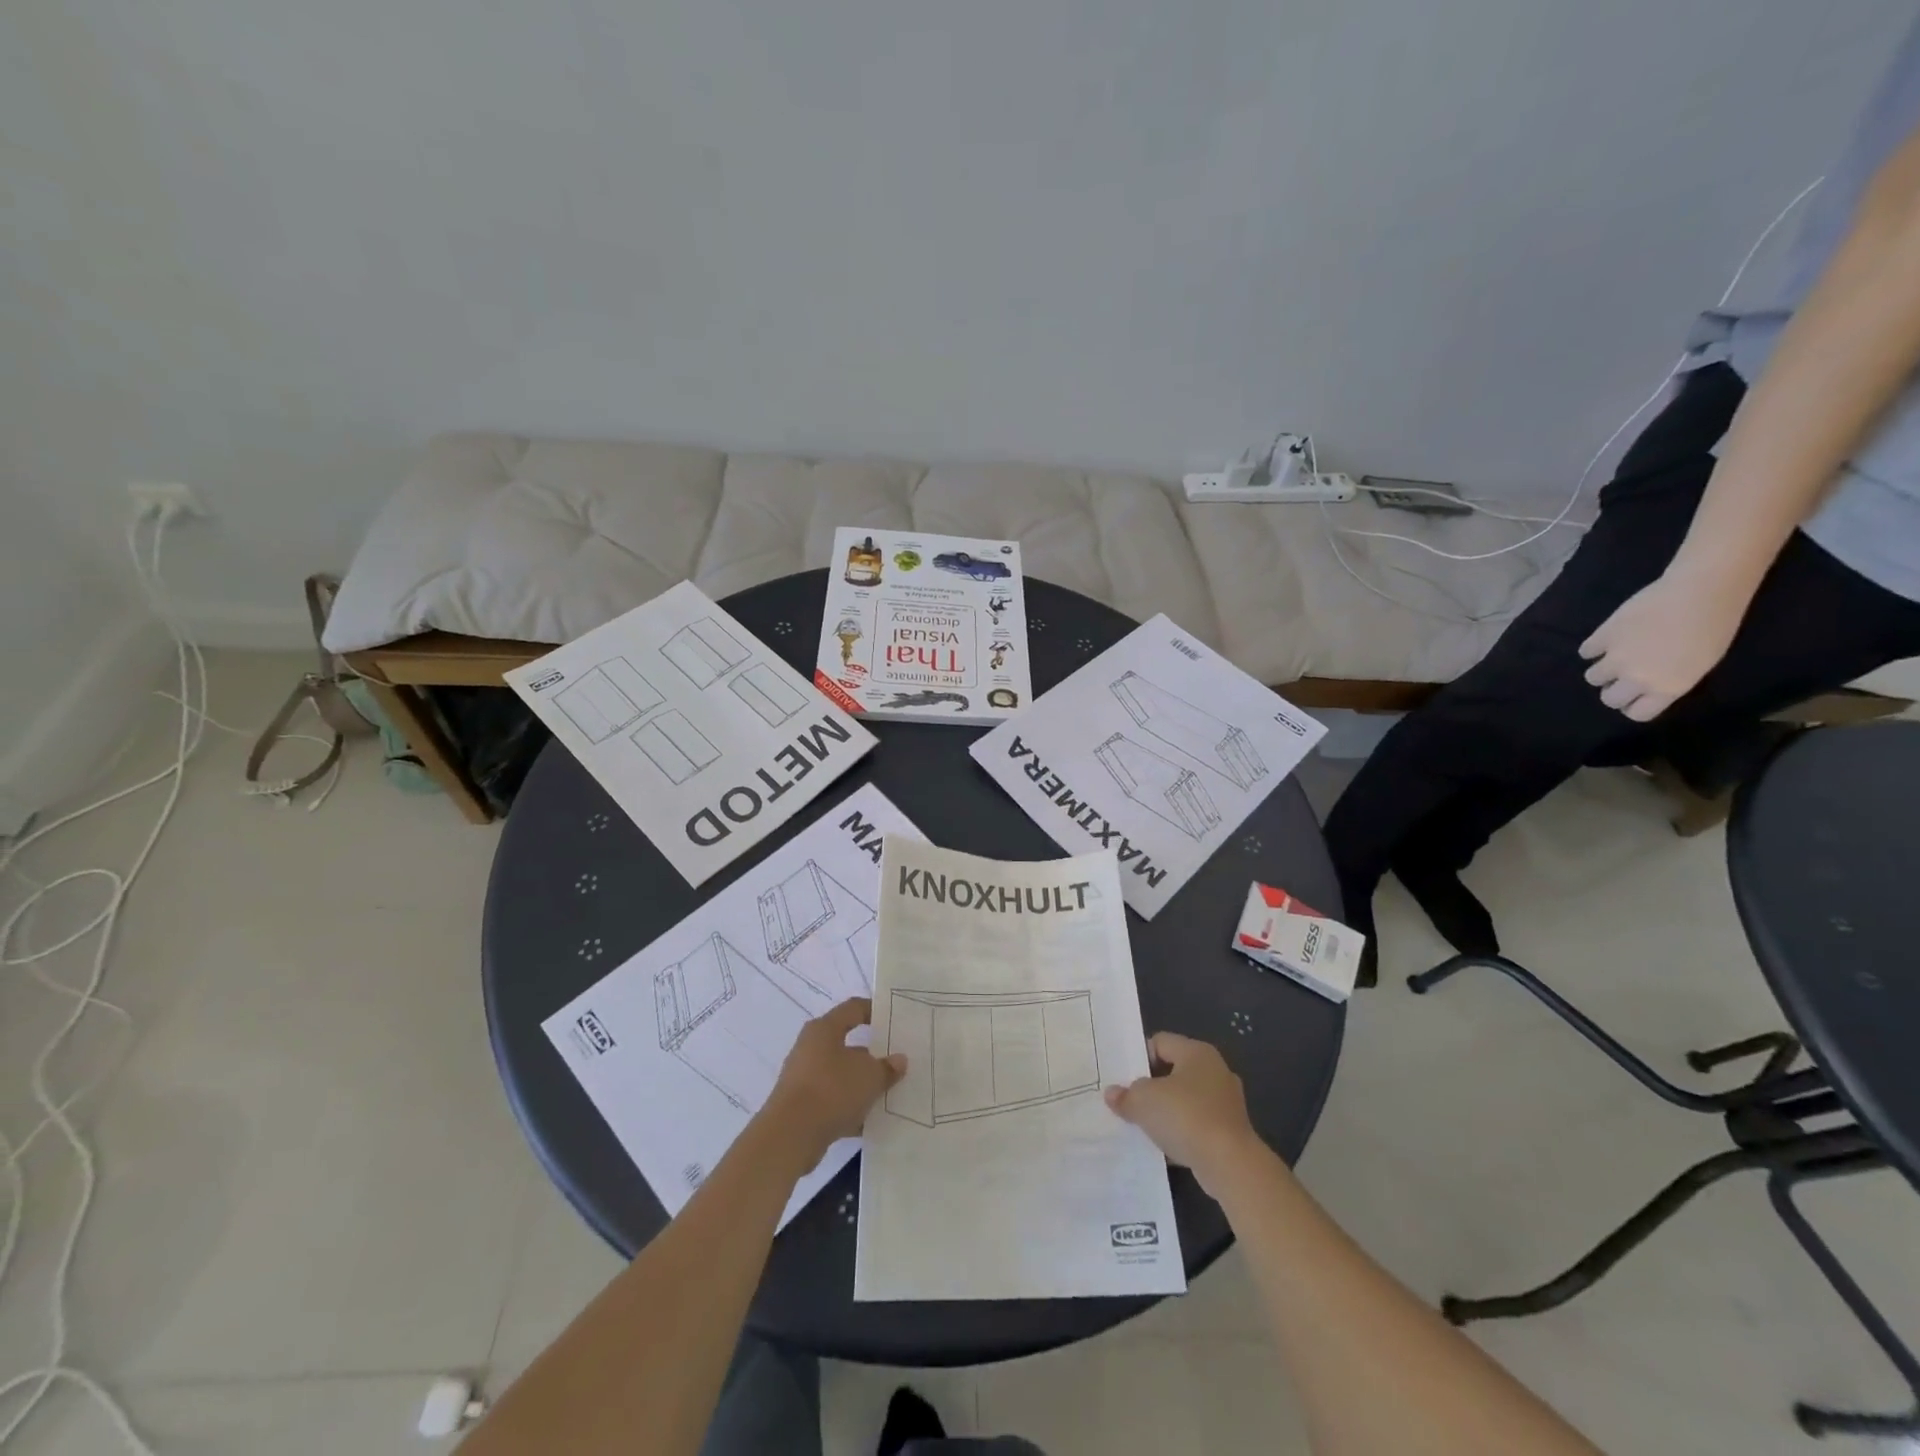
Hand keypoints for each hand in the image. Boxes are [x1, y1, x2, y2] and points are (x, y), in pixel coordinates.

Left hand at [761, 999, 904, 1168]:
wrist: (790, 1136)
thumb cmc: (832, 1090)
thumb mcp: (870, 1077)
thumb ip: (887, 1067)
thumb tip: (899, 1060)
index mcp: (824, 1029)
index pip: (853, 1008)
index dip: (874, 1010)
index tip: (894, 1020)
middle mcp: (810, 1048)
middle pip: (846, 1044)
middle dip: (871, 1055)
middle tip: (895, 1062)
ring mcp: (803, 1078)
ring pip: (840, 1075)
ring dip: (861, 1084)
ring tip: (887, 1094)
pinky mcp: (800, 1106)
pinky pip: (831, 1100)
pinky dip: (848, 1107)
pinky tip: (869, 1122)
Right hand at [1104, 1033, 1260, 1194]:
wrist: (1230, 1165)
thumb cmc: (1185, 1117)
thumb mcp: (1143, 1102)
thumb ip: (1126, 1095)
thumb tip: (1113, 1094)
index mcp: (1197, 1052)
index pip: (1160, 1042)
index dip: (1139, 1058)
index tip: (1123, 1080)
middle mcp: (1216, 1071)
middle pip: (1173, 1071)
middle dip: (1151, 1087)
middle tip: (1130, 1101)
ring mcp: (1227, 1102)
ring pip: (1186, 1100)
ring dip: (1167, 1112)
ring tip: (1144, 1125)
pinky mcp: (1231, 1131)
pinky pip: (1198, 1124)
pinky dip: (1182, 1132)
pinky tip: (1165, 1146)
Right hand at [1577, 568, 1747, 721]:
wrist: (1702, 593)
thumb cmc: (1715, 627)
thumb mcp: (1700, 664)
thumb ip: (1669, 681)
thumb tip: (1645, 686)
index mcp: (1667, 688)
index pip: (1636, 713)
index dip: (1634, 705)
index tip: (1637, 695)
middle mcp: (1637, 678)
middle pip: (1610, 699)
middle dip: (1614, 690)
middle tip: (1622, 677)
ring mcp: (1616, 658)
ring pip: (1593, 677)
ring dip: (1602, 670)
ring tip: (1612, 656)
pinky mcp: (1602, 637)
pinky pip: (1586, 651)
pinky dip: (1593, 648)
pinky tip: (1607, 639)